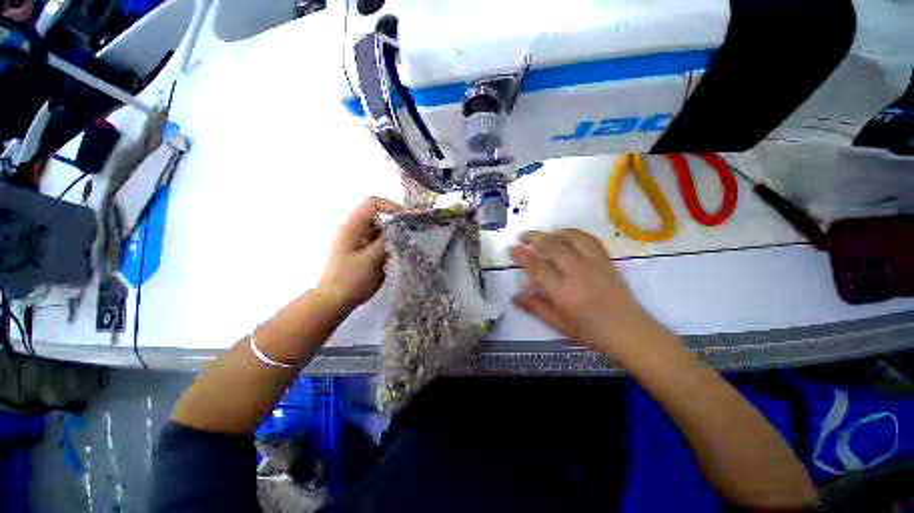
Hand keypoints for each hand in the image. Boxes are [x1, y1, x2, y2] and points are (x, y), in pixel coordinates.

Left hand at [317, 197, 404, 311]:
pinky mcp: (367, 250)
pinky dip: (394, 241)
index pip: (373, 204)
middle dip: (398, 219)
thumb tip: (405, 228)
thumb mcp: (371, 259)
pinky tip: (404, 249)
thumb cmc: (351, 279)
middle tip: (415, 229)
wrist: (336, 300)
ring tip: (413, 239)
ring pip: (383, 227)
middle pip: (380, 214)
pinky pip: (383, 239)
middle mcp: (357, 229)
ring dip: (397, 231)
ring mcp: (362, 239)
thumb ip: (388, 241)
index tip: (410, 219)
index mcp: (353, 226)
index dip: (392, 207)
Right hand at [510, 229, 650, 351]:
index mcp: (562, 292)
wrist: (629, 331)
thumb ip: (535, 307)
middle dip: (533, 238)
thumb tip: (515, 296)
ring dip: (552, 233)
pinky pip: (589, 239)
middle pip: (551, 247)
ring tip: (542, 234)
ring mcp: (593, 264)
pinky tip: (566, 234)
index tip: (512, 248)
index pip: (537, 267)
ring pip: (569, 239)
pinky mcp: (605, 260)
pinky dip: (574, 233)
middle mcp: (576, 273)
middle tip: (522, 236)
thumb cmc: (590, 332)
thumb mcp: (558, 324)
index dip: (522, 256)